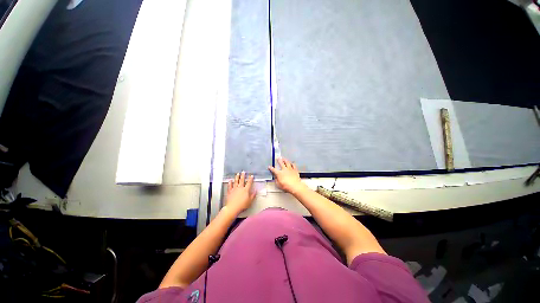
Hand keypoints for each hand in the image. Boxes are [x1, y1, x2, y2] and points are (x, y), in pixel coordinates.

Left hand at [225, 172, 255, 213]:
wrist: (233, 208)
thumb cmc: (242, 205)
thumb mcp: (250, 201)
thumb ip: (253, 195)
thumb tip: (255, 191)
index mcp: (245, 190)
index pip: (249, 183)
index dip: (250, 179)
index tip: (251, 176)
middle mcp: (240, 188)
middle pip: (242, 180)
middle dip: (243, 176)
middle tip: (243, 172)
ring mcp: (234, 189)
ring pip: (236, 181)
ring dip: (237, 177)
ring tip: (237, 174)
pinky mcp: (230, 192)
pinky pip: (230, 186)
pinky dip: (230, 183)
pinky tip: (230, 180)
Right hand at [268, 158, 306, 194]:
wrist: (295, 186)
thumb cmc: (286, 186)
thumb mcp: (278, 185)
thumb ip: (276, 180)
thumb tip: (275, 178)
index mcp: (279, 173)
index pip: (274, 170)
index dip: (271, 168)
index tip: (269, 167)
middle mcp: (284, 170)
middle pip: (281, 163)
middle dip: (279, 160)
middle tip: (278, 158)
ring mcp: (290, 169)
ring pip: (287, 163)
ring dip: (285, 160)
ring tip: (284, 159)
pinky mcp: (295, 170)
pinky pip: (294, 166)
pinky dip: (293, 164)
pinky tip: (292, 163)